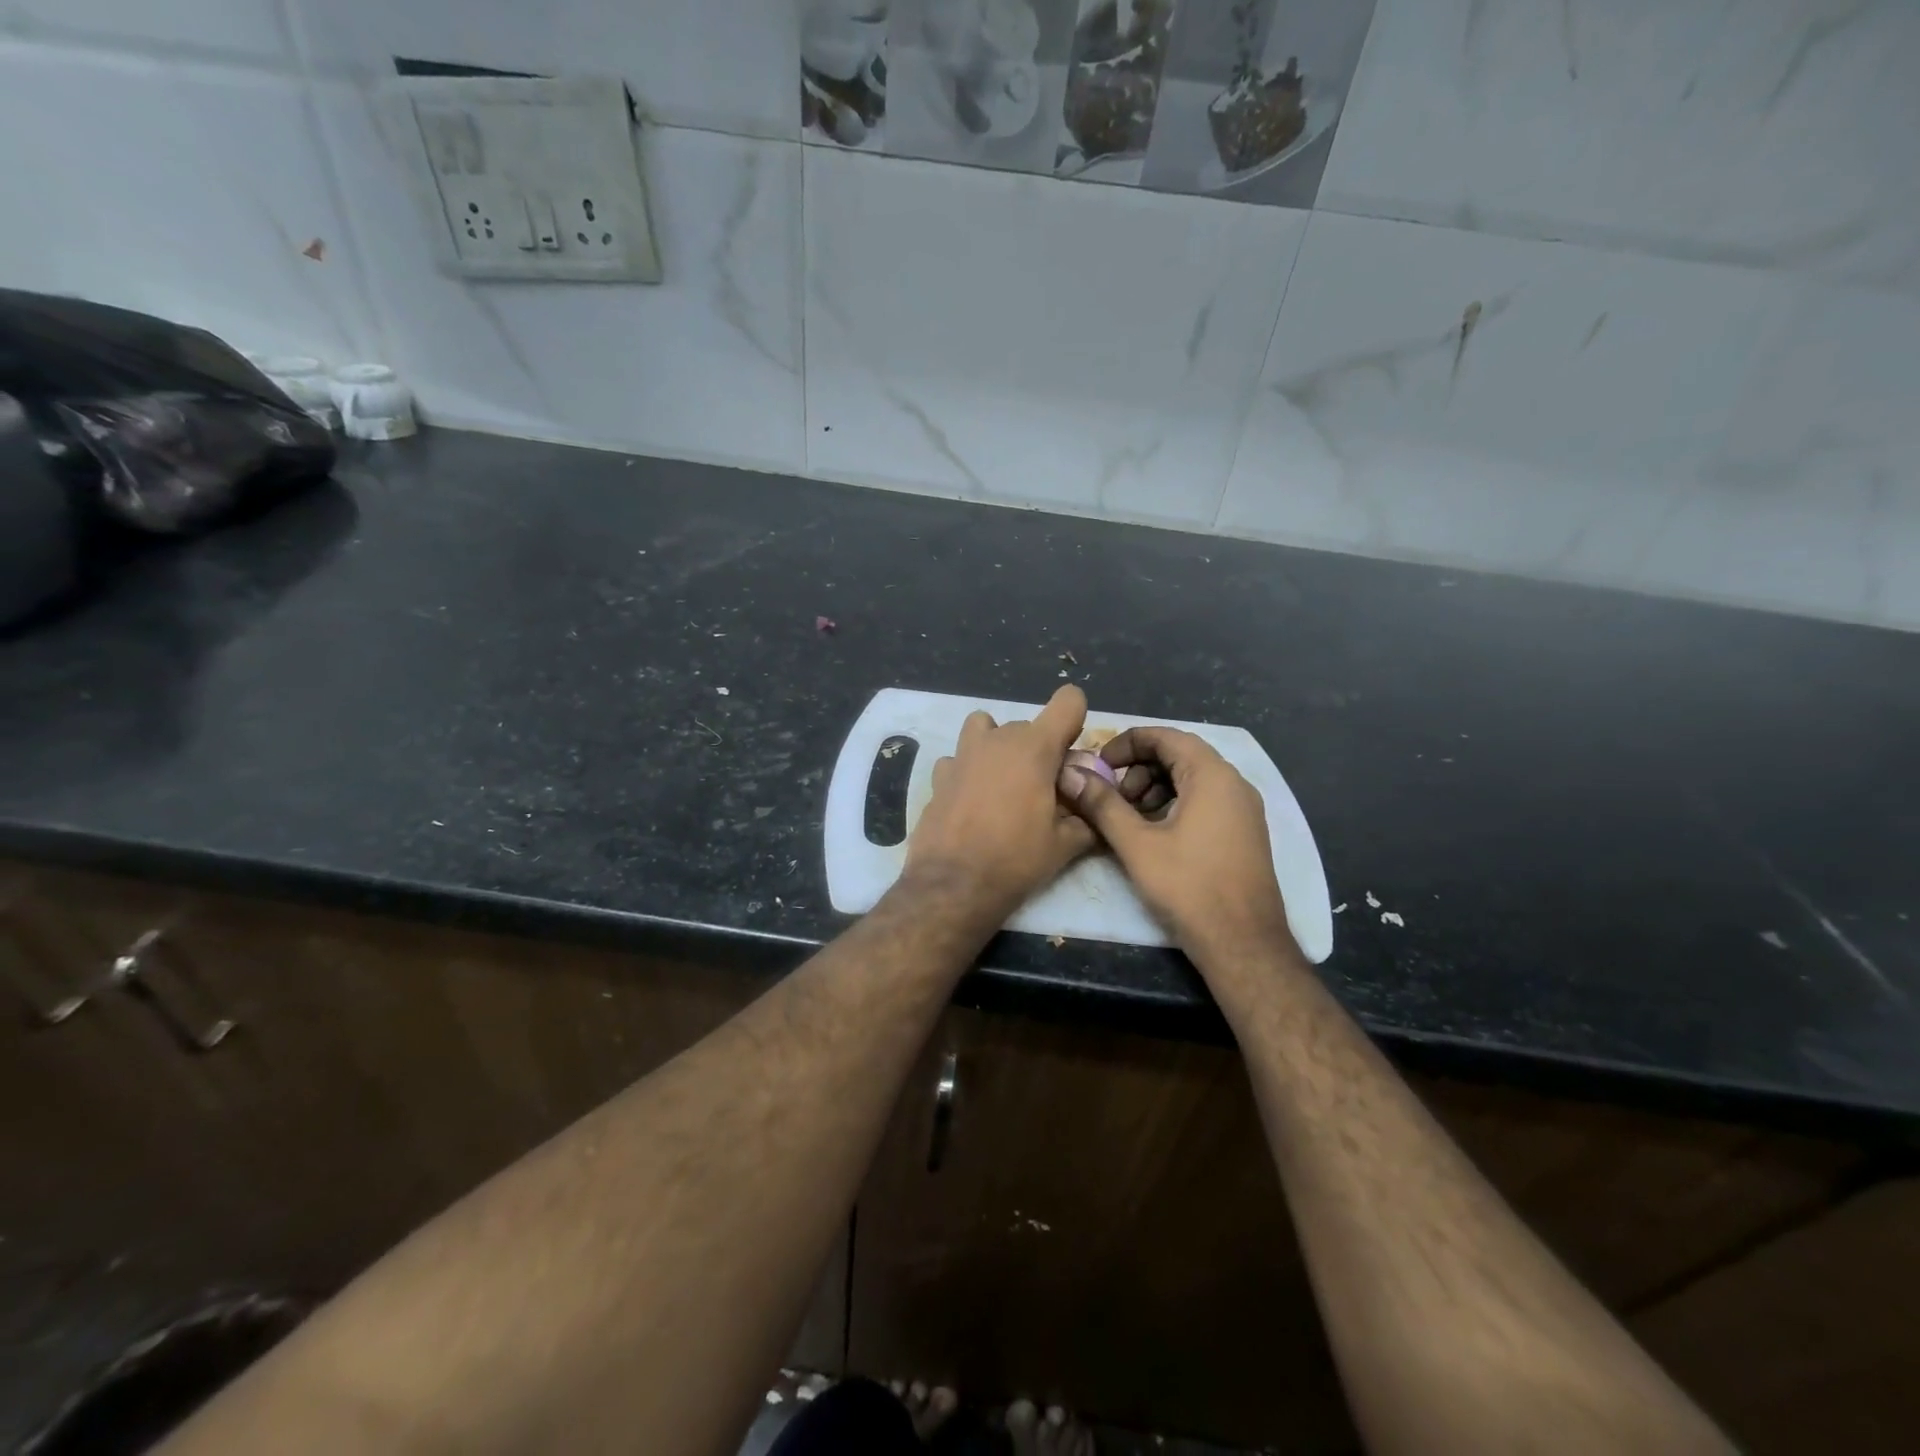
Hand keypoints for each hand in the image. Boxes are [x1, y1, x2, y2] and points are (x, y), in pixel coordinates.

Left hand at [903, 685, 1097, 919]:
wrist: (954, 885)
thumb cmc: (1016, 860)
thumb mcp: (1065, 844)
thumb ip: (1087, 817)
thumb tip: (1095, 809)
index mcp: (1036, 747)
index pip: (1068, 701)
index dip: (1075, 719)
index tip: (1071, 752)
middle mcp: (998, 739)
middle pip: (1029, 725)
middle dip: (1040, 750)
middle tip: (1044, 789)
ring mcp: (963, 754)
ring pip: (985, 729)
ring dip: (998, 746)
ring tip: (1003, 783)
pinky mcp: (938, 775)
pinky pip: (958, 759)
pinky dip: (968, 770)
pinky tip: (972, 799)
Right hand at [1060, 726, 1293, 960]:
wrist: (1243, 945)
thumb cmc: (1189, 888)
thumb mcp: (1137, 844)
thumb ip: (1102, 804)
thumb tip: (1071, 774)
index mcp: (1212, 776)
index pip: (1166, 736)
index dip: (1126, 743)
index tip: (1098, 765)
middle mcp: (1234, 784)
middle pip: (1179, 755)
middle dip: (1138, 768)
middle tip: (1111, 797)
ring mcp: (1243, 809)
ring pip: (1191, 779)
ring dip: (1154, 788)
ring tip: (1128, 818)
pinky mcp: (1243, 833)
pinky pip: (1205, 801)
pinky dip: (1174, 804)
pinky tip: (1152, 833)